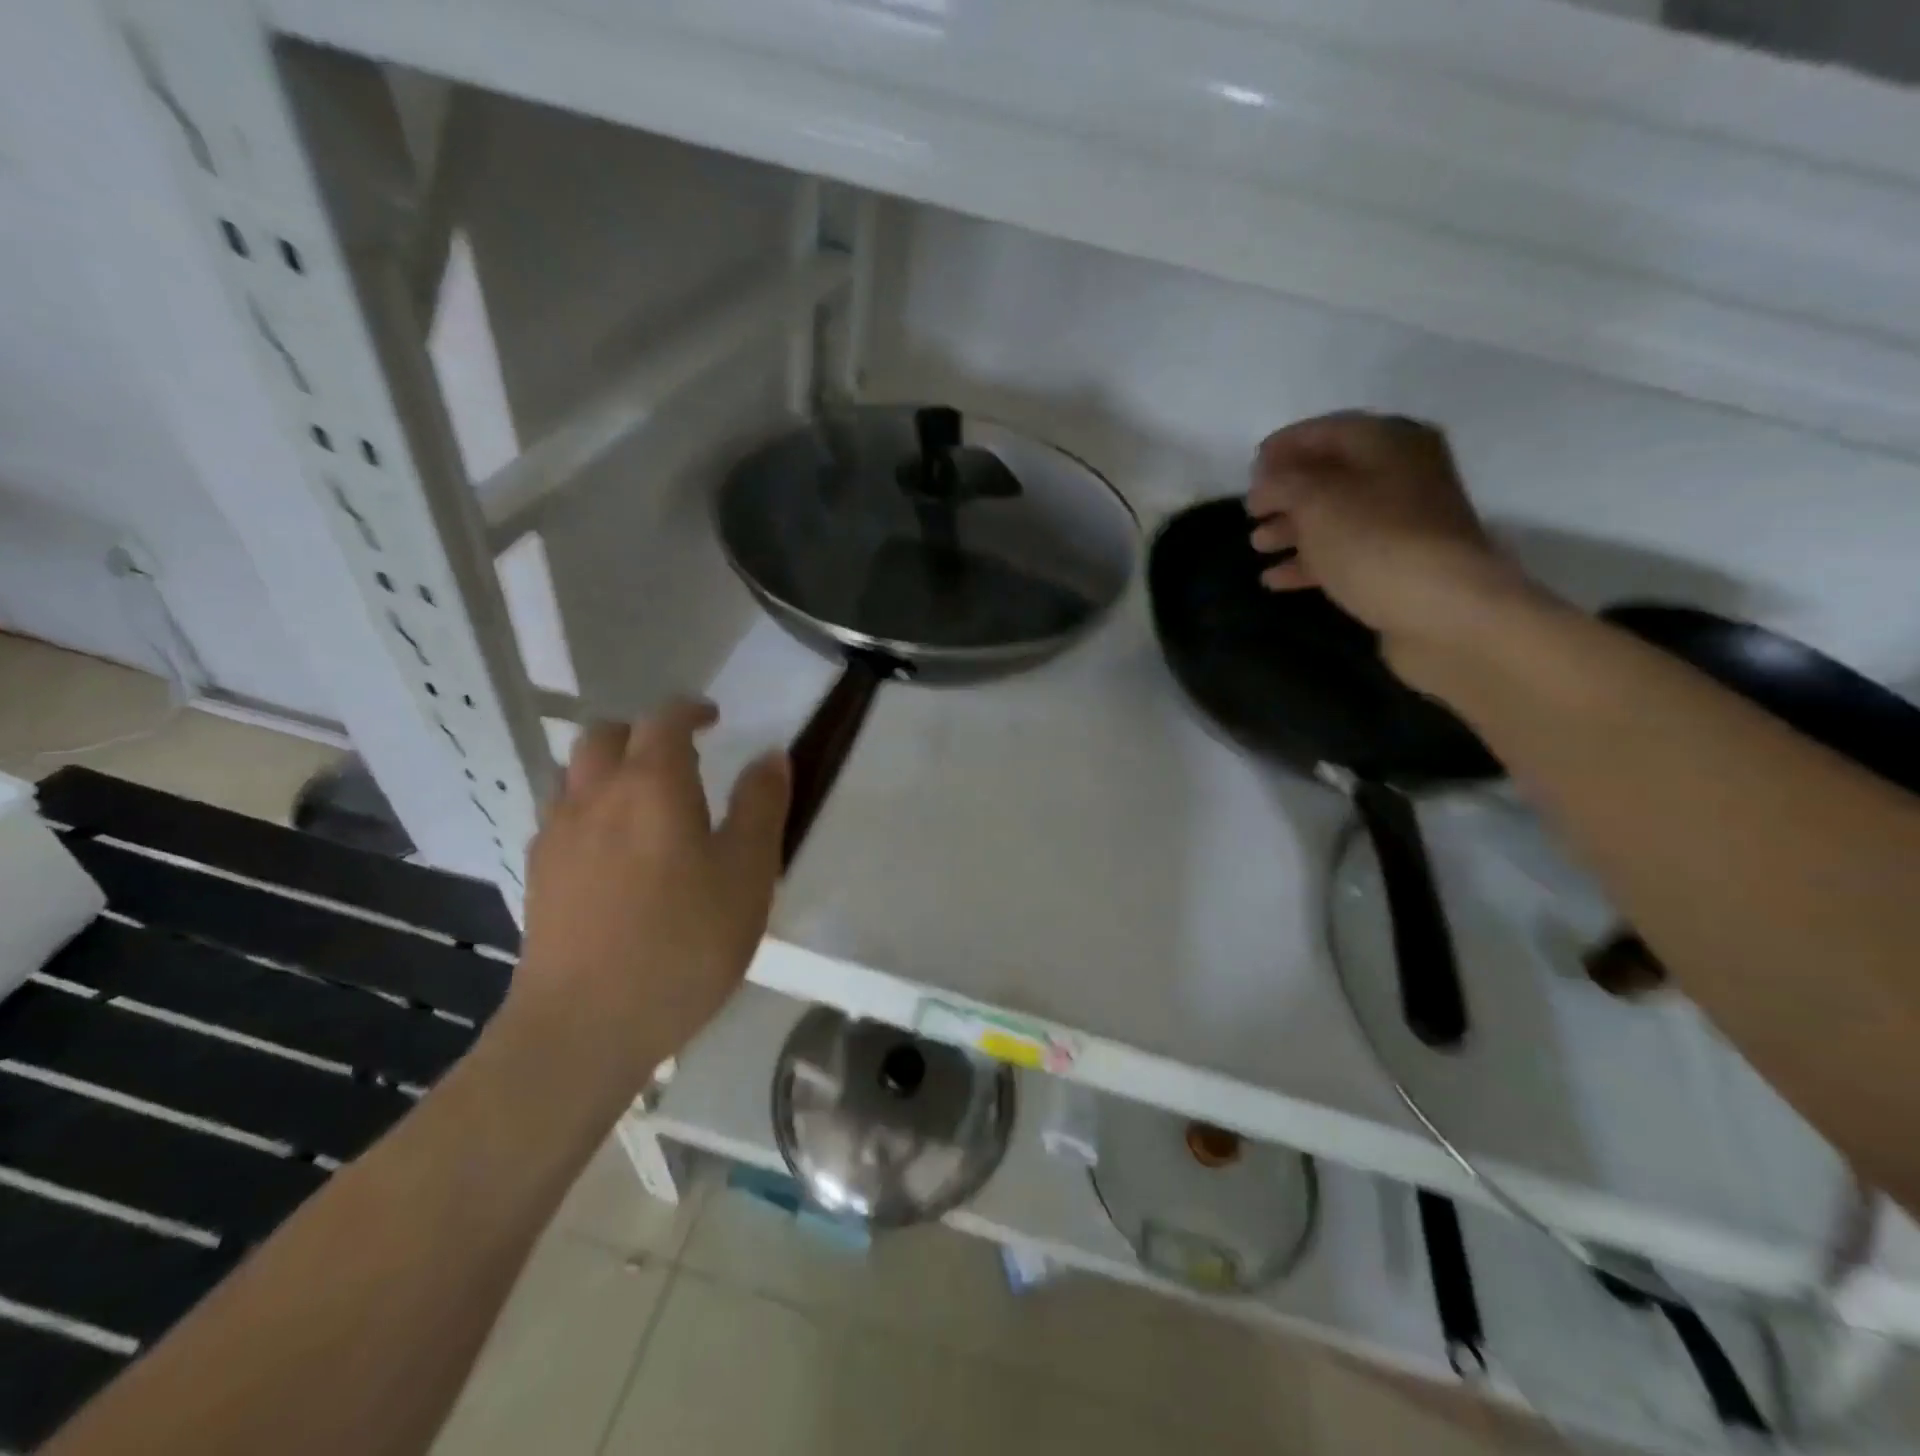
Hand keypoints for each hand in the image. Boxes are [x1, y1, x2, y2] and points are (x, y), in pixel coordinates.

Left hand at [513, 700, 790, 1082]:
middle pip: (607, 735)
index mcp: (652, 784)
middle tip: (680, 756)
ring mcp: (557, 834)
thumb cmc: (683, 943)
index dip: (690, 709)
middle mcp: (595, 794)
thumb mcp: (748, 874)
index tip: (714, 718)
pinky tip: (612, 848)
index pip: (665, 719)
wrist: (584, 1026)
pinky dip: (589, 806)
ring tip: (645, 798)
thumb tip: (770, 755)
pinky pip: (561, 814)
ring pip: (576, 772)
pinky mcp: (537, 874)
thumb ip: (761, 806)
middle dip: (644, 732)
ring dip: (610, 766)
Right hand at [1245, 412, 1534, 673]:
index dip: (1286, 445)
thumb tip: (1265, 484)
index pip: (1328, 431)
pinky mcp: (1396, 566)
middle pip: (1332, 475)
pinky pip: (1343, 554)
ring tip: (1257, 546)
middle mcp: (1401, 475)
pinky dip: (1308, 562)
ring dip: (1293, 528)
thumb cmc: (1374, 542)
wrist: (1443, 611)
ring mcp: (1401, 524)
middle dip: (1287, 492)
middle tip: (1250, 511)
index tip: (1250, 466)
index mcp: (1389, 443)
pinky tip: (1274, 579)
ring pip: (1335, 517)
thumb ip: (1283, 483)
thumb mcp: (1317, 501)